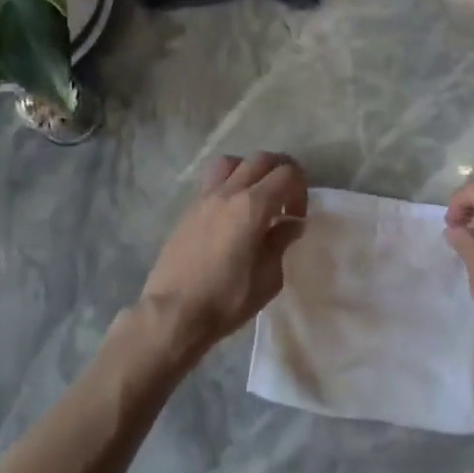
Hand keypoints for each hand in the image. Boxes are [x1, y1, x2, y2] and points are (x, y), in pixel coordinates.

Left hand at [137, 152, 308, 361]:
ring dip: (250, 171)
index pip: (287, 173)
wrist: (173, 313)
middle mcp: (228, 192)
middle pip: (261, 159)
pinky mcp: (188, 210)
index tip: (296, 217)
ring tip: (255, 198)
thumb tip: (290, 224)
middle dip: (280, 172)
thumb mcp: (268, 278)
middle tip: (285, 200)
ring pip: (232, 162)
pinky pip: (212, 182)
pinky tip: (231, 215)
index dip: (300, 190)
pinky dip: (229, 186)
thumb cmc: (226, 299)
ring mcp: (204, 198)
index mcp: (253, 206)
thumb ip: (281, 243)